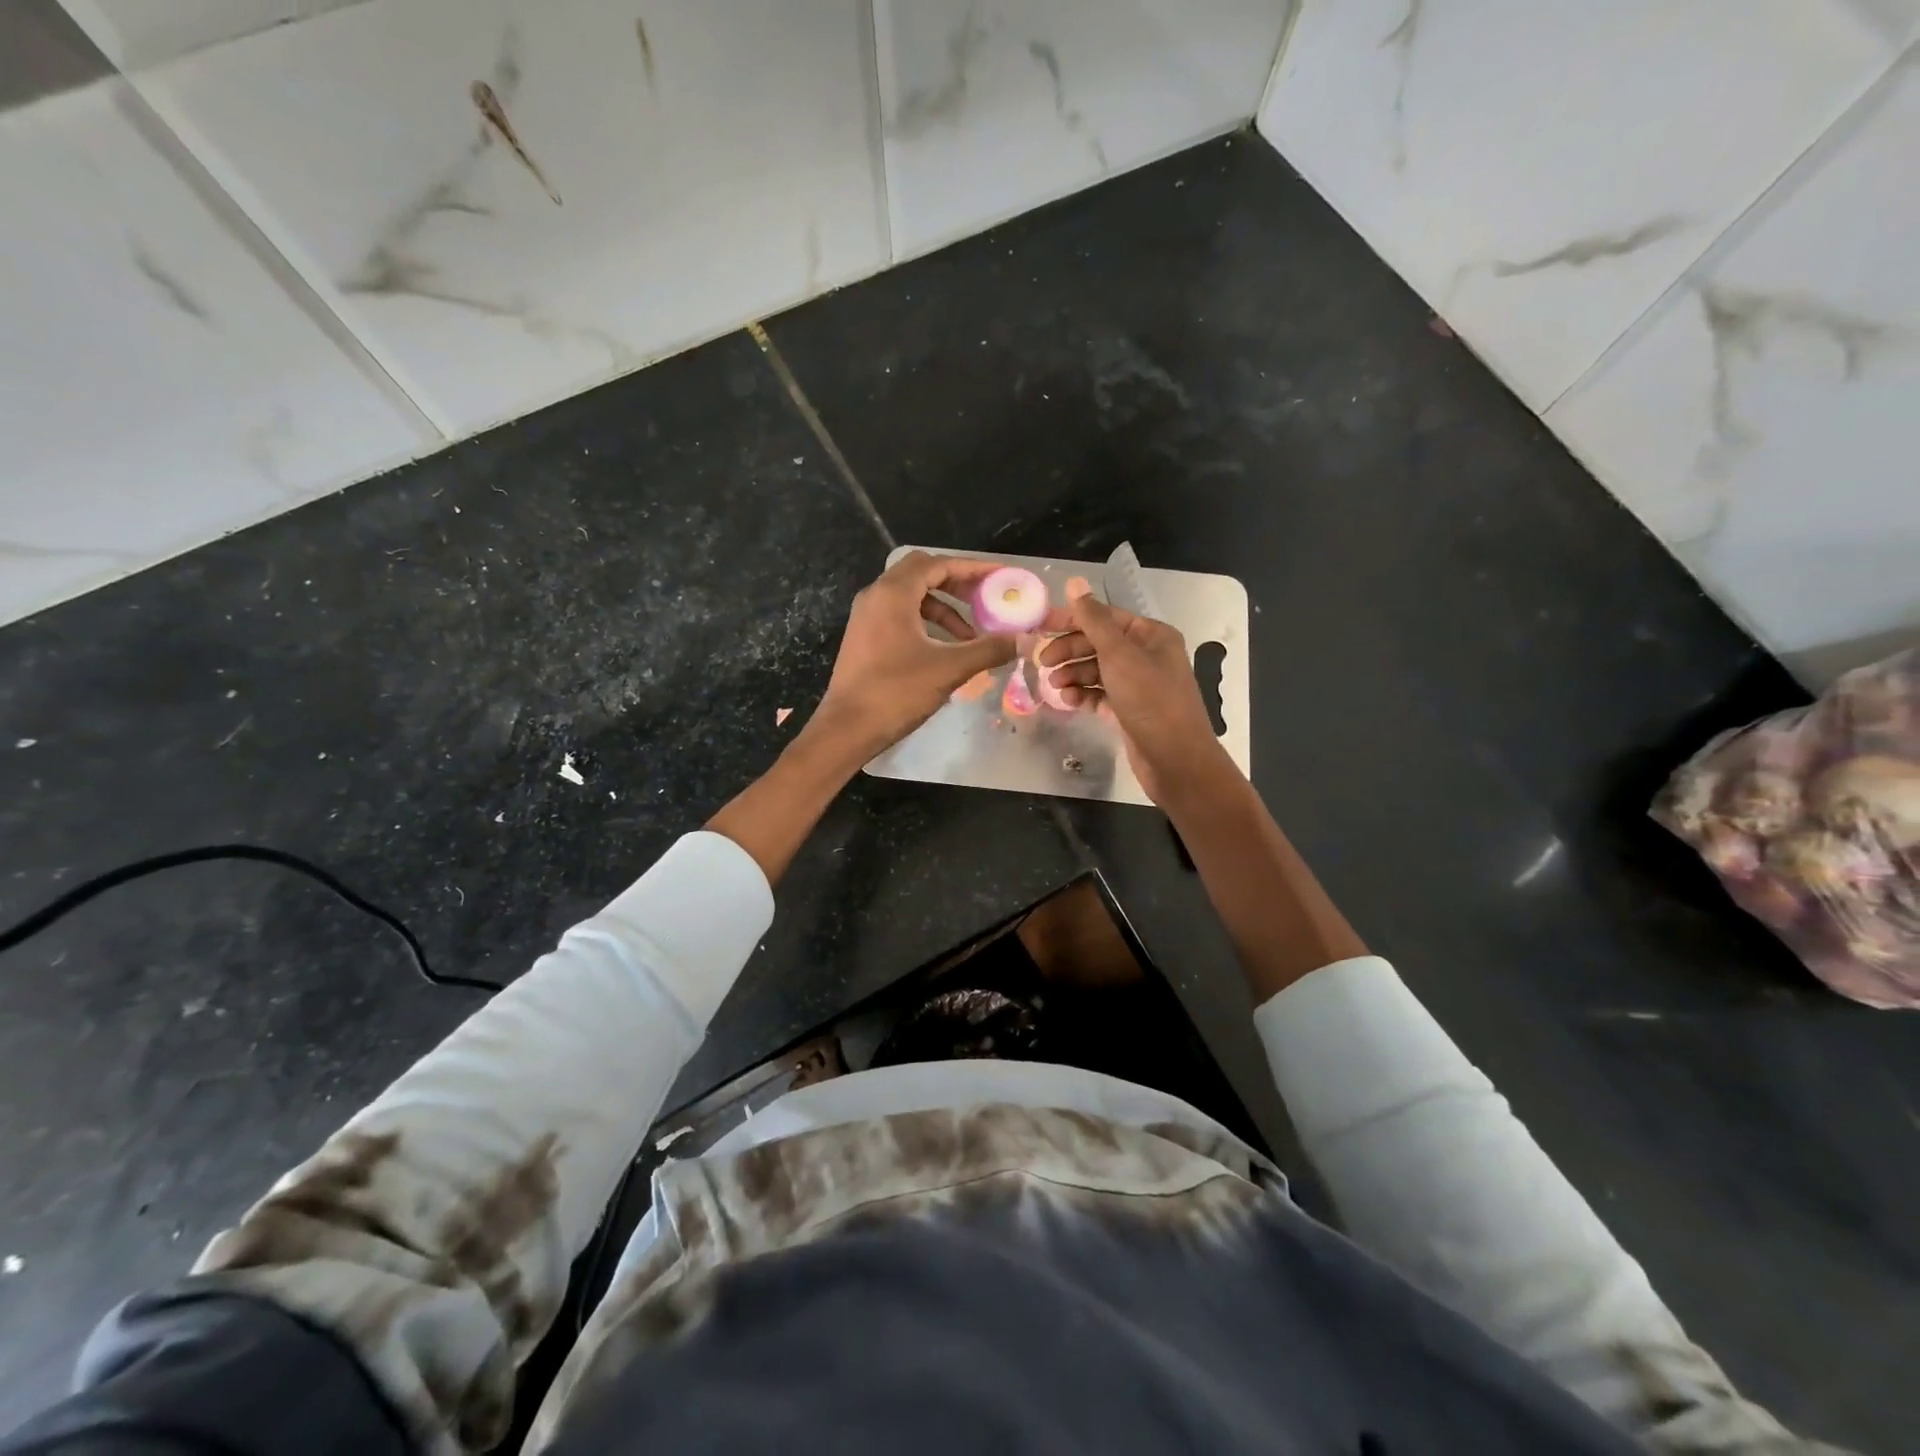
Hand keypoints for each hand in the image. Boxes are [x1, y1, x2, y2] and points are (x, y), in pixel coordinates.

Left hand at [813, 552, 1018, 756]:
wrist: (847, 728)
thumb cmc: (896, 692)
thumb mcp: (949, 669)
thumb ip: (988, 649)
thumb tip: (1024, 640)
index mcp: (893, 594)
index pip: (938, 564)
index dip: (972, 568)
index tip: (1000, 577)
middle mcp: (876, 596)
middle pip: (922, 573)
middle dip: (957, 583)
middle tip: (986, 599)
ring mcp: (867, 616)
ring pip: (911, 596)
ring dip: (943, 608)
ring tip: (970, 634)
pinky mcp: (864, 636)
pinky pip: (900, 615)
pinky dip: (926, 622)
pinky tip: (944, 648)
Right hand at [1039, 581, 1230, 803]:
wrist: (1175, 759)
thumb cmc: (1150, 700)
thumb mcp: (1119, 655)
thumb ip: (1094, 620)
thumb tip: (1075, 583)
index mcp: (1151, 635)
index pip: (1104, 617)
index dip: (1072, 619)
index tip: (1040, 626)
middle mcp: (1147, 655)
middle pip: (1098, 644)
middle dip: (1070, 651)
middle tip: (1043, 663)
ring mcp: (1138, 684)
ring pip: (1097, 671)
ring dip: (1073, 675)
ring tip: (1055, 687)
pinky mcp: (1130, 710)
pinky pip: (1100, 695)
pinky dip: (1084, 696)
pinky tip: (1069, 702)